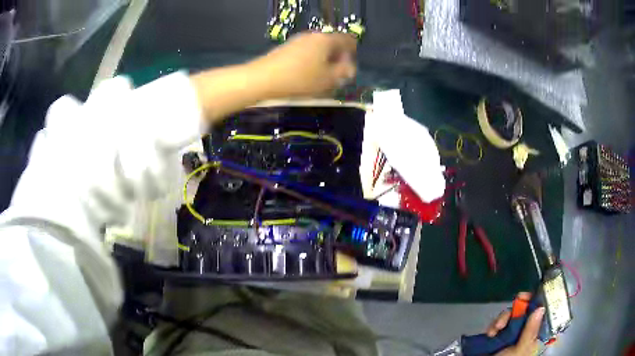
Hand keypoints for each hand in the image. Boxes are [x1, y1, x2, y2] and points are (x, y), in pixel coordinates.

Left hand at [252, 32, 357, 97]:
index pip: (348, 41)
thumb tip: (349, 67)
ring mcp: (298, 40)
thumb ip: (344, 72)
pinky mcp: (286, 48)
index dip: (351, 56)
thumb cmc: (300, 79)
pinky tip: (304, 78)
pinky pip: (306, 53)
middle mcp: (313, 35)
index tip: (347, 72)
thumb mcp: (328, 79)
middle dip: (337, 61)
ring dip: (323, 63)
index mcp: (327, 39)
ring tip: (319, 81)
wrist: (263, 79)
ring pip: (319, 50)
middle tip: (334, 79)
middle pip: (333, 45)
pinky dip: (310, 63)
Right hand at [488, 293, 545, 355]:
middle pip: (525, 312)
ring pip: (511, 316)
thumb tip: (541, 307)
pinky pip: (498, 322)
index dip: (537, 302)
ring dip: (503, 318)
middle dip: (517, 309)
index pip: (540, 315)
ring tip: (495, 329)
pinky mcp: (498, 335)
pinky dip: (494, 325)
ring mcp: (510, 334)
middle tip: (514, 305)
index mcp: (533, 337)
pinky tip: (490, 333)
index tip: (531, 295)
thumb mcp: (520, 348)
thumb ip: (531, 330)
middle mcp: (523, 333)